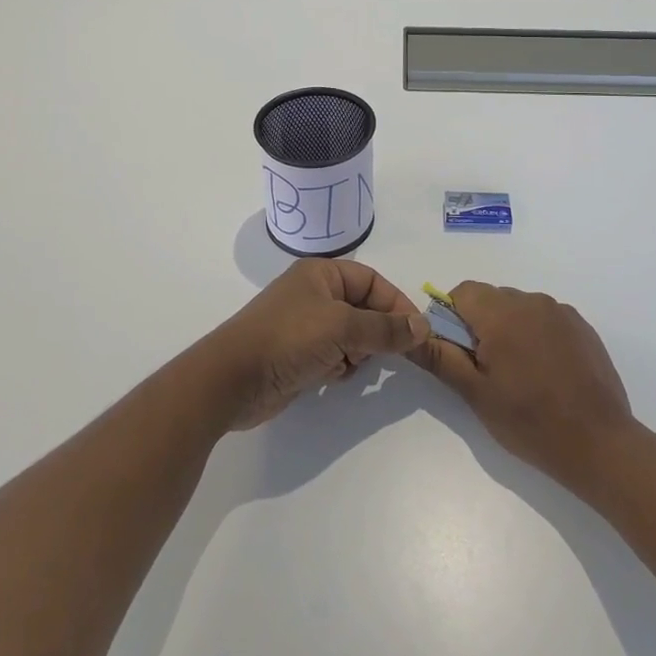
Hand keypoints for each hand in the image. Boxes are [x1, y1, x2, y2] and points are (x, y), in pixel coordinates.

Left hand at [204, 259, 429, 430]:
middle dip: (374, 333)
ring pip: (351, 336)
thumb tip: (423, 326)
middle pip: (364, 309)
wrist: (232, 381)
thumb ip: (385, 328)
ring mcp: (304, 326)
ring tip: (345, 365)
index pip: (372, 281)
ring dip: (356, 353)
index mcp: (321, 274)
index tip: (416, 333)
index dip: (396, 304)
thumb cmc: (288, 339)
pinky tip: (329, 378)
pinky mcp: (298, 355)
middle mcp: (314, 294)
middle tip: (377, 354)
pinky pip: (334, 356)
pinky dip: (338, 367)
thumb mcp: (342, 328)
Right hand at [412, 281, 634, 485]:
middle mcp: (532, 301)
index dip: (452, 318)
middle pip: (491, 298)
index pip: (463, 292)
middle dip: (481, 325)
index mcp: (502, 313)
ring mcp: (561, 312)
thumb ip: (441, 358)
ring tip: (519, 375)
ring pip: (519, 308)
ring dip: (510, 329)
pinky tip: (546, 373)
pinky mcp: (582, 327)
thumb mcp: (476, 394)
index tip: (459, 353)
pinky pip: (546, 318)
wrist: (600, 444)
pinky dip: (537, 336)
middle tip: (487, 370)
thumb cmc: (530, 422)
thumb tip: (411, 335)